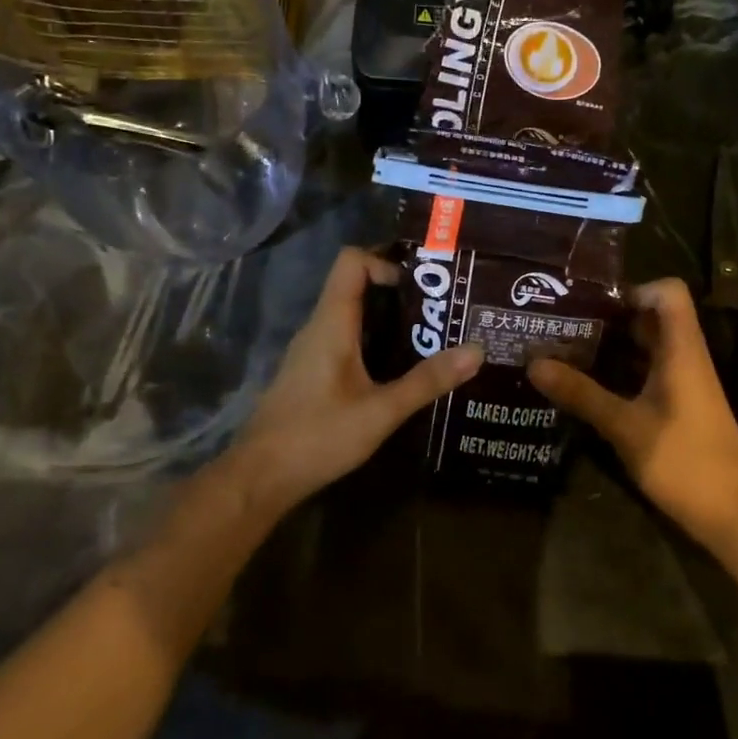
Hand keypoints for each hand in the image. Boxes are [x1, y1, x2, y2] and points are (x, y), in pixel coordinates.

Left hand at [238, 247, 482, 507]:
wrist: (260, 477)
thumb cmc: (318, 437)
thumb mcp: (380, 412)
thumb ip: (427, 381)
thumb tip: (477, 350)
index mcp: (332, 323)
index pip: (352, 261)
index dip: (385, 261)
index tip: (422, 285)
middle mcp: (319, 327)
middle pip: (354, 284)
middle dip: (397, 289)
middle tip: (440, 306)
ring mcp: (312, 350)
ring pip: (351, 314)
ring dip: (387, 317)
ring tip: (430, 333)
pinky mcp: (312, 372)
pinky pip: (345, 338)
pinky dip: (374, 340)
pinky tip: (399, 367)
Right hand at [528, 278, 737, 546]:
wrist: (733, 515)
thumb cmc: (685, 461)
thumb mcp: (625, 426)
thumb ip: (581, 394)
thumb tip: (534, 363)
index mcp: (681, 350)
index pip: (669, 292)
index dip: (634, 289)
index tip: (593, 306)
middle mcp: (685, 358)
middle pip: (651, 318)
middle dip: (608, 318)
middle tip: (563, 324)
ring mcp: (684, 384)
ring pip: (647, 348)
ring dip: (610, 347)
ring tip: (564, 351)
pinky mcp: (679, 407)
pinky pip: (647, 374)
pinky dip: (619, 373)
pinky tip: (586, 387)